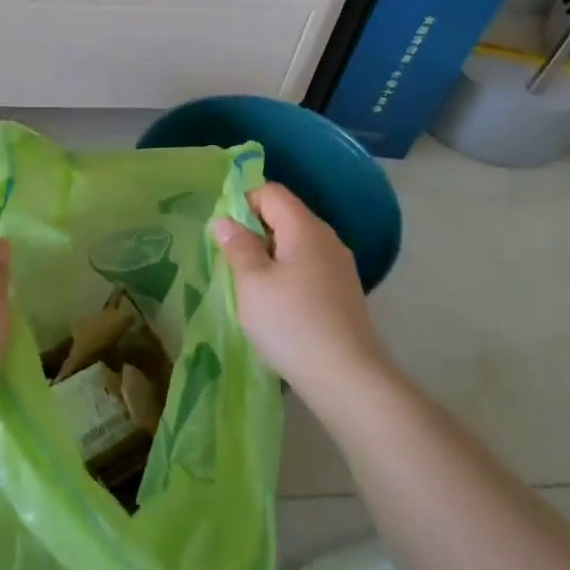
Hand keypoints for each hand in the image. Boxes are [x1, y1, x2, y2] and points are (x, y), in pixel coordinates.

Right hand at [212, 183, 381, 396]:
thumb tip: (225, 220)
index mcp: (305, 228)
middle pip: (285, 216)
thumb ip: (237, 246)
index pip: (271, 192)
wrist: (346, 378)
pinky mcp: (342, 293)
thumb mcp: (251, 282)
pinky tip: (275, 305)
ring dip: (268, 256)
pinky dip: (286, 275)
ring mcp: (339, 267)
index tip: (222, 232)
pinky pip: (307, 268)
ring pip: (296, 244)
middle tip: (228, 260)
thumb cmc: (290, 323)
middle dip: (253, 230)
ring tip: (247, 286)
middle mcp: (327, 239)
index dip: (242, 201)